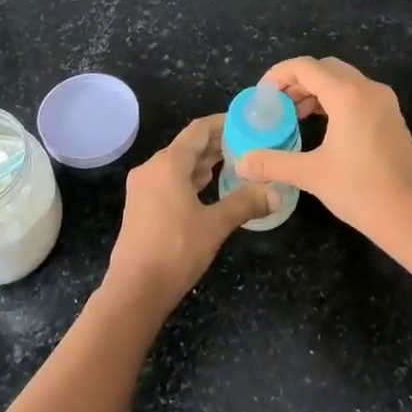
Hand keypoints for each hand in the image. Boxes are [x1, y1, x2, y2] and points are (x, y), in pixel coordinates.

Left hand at [105, 115, 273, 315]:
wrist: (135, 289)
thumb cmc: (176, 249)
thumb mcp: (215, 225)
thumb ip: (245, 203)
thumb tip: (276, 193)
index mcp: (168, 164)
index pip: (198, 130)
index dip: (222, 123)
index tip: (245, 122)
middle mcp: (152, 168)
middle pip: (187, 146)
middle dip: (215, 144)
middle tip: (246, 144)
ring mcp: (143, 187)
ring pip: (177, 164)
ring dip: (203, 162)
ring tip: (232, 163)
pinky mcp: (140, 206)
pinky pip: (168, 180)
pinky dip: (189, 178)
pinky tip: (207, 187)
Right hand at [236, 57, 411, 246]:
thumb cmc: (362, 191)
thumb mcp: (312, 175)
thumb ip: (274, 162)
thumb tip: (242, 162)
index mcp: (348, 95)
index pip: (306, 67)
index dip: (278, 75)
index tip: (261, 96)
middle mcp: (368, 89)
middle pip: (325, 68)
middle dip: (296, 81)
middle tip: (276, 105)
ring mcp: (384, 102)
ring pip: (343, 80)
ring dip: (316, 90)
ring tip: (294, 116)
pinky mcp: (391, 117)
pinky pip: (357, 95)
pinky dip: (334, 100)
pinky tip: (322, 126)